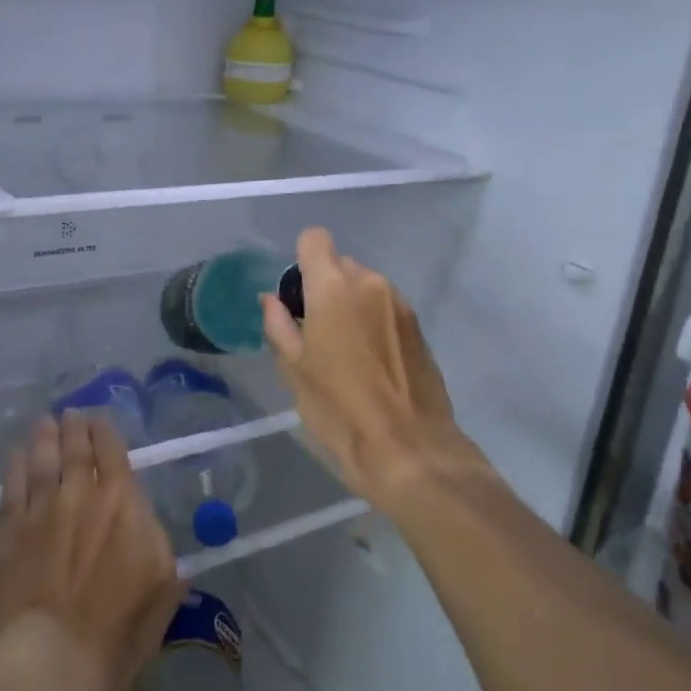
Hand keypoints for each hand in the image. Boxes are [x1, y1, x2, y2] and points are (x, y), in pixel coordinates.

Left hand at [0, 411, 183, 690]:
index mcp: (123, 501)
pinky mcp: (9, 530)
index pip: (113, 450)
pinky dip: (14, 464)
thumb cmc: (121, 631)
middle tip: (71, 414)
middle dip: (74, 426)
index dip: (105, 431)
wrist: (57, 661)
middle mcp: (81, 492)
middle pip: (76, 447)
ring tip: (44, 422)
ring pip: (42, 457)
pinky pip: (11, 485)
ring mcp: (41, 508)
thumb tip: (147, 528)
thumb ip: (157, 545)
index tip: (99, 422)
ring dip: (44, 436)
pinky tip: (15, 454)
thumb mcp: (164, 587)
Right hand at [261, 227, 485, 507]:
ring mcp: (400, 304)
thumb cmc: (339, 410)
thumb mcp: (294, 370)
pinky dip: (373, 321)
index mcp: (333, 287)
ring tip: (345, 351)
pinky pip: (386, 308)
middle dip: (325, 286)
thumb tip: (272, 300)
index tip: (296, 294)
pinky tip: (370, 363)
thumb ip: (279, 325)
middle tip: (315, 330)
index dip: (301, 259)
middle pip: (340, 264)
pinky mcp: (419, 327)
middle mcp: (370, 283)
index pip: (315, 239)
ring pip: (365, 286)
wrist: (410, 451)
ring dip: (351, 304)